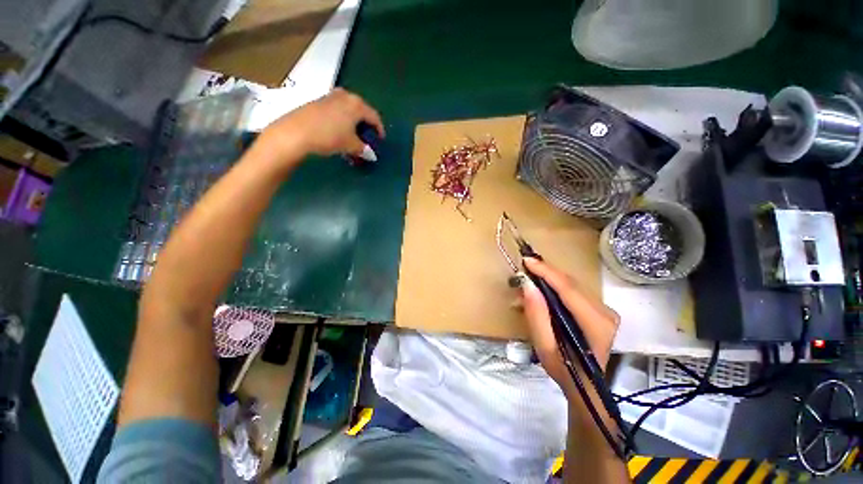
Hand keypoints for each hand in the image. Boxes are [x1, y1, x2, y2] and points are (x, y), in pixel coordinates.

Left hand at [260, 88, 384, 160]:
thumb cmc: (329, 137)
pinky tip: (339, 132)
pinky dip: (342, 121)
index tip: (380, 141)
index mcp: (357, 104)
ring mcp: (330, 97)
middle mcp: (345, 96)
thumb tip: (371, 154)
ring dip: (353, 124)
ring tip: (353, 138)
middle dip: (365, 126)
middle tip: (367, 139)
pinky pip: (337, 111)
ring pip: (348, 111)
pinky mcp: (318, 102)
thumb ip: (364, 149)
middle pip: (361, 111)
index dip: (379, 130)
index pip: (374, 117)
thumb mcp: (351, 145)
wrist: (296, 132)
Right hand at [520, 258, 618, 397]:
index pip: (568, 288)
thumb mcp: (544, 347)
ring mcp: (605, 309)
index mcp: (595, 323)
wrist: (586, 386)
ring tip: (528, 283)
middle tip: (522, 271)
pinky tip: (541, 291)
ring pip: (571, 284)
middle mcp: (605, 311)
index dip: (546, 271)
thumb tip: (527, 284)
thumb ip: (537, 315)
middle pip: (570, 283)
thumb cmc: (564, 371)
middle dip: (544, 274)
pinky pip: (573, 290)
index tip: (527, 260)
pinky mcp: (599, 309)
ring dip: (548, 280)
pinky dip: (554, 287)